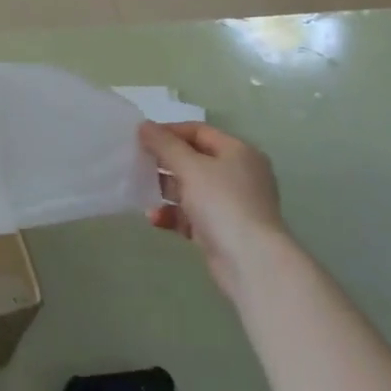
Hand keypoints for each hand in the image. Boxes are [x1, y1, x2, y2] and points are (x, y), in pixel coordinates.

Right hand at [138, 121, 285, 300]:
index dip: (169, 131)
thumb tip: (144, 126)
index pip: (199, 131)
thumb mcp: (190, 167)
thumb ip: (165, 144)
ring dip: (166, 190)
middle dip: (165, 162)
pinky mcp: (223, 231)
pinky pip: (193, 215)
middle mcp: (238, 175)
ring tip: (140, 190)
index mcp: (238, 152)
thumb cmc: (223, 203)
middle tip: (137, 162)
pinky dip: (174, 215)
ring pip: (191, 189)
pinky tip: (155, 218)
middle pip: (194, 160)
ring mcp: (231, 205)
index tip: (142, 137)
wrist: (252, 264)